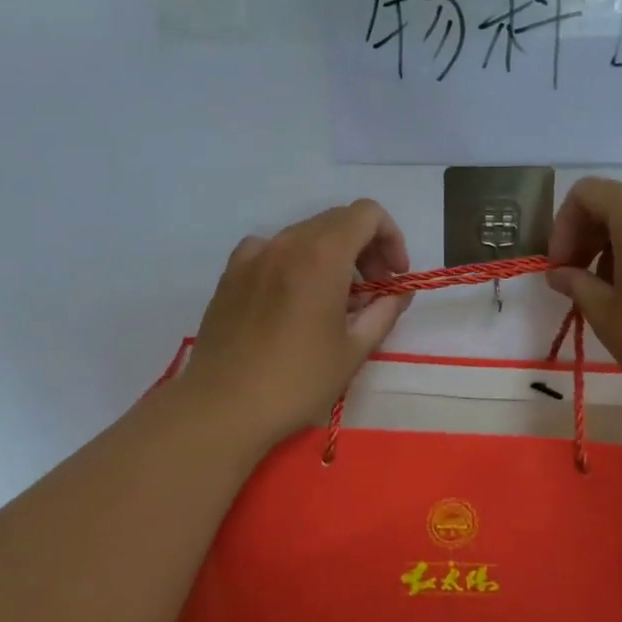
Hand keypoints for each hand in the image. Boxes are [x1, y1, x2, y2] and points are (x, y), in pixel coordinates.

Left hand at [185, 200, 411, 442]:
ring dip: (331, 254)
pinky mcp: (231, 272)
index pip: (368, 214)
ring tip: (334, 299)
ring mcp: (255, 254)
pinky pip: (272, 248)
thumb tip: (399, 293)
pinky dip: (293, 260)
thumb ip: (384, 312)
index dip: (390, 237)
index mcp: (323, 255)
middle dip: (365, 247)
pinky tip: (291, 295)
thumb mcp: (354, 350)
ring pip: (305, 233)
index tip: (394, 275)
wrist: (222, 406)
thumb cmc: (296, 381)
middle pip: (338, 220)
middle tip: (373, 289)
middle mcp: (288, 242)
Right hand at [546, 177, 621, 416]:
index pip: (586, 193)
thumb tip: (560, 273)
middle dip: (586, 238)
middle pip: (615, 205)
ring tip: (609, 297)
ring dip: (614, 251)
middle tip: (575, 281)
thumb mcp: (606, 315)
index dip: (563, 226)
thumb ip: (576, 284)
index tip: (560, 267)